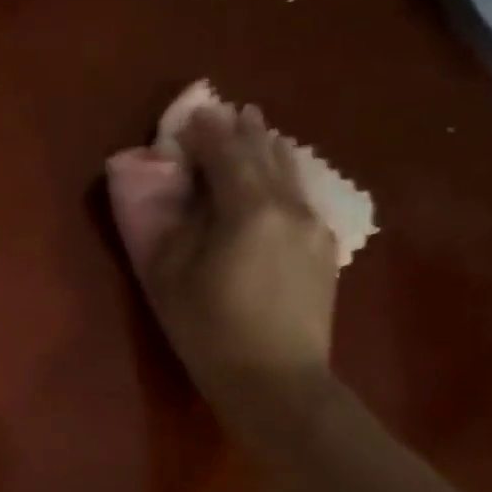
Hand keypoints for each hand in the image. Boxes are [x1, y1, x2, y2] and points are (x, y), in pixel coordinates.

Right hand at [107, 101, 337, 450]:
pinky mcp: (323, 250)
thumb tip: (171, 188)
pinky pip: (298, 196)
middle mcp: (289, 207)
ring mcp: (313, 228)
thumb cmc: (208, 329)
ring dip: (267, 149)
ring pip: (289, 174)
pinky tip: (274, 180)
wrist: (276, 381)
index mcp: (248, 209)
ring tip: (256, 129)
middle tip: (227, 111)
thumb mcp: (168, 275)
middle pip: (264, 155)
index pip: (226, 154)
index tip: (190, 115)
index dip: (206, 132)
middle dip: (242, 132)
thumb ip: (168, 223)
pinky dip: (280, 177)